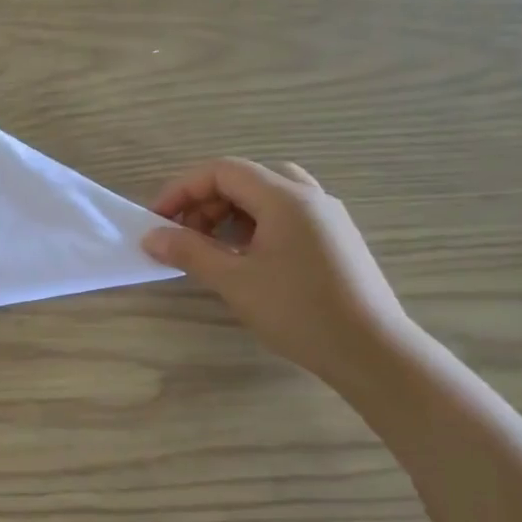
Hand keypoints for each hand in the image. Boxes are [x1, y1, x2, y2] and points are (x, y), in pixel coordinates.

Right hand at [142, 158, 411, 387]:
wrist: (370, 350)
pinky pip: (285, 216)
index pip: (223, 171)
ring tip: (211, 248)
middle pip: (245, 179)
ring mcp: (327, 219)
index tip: (158, 220)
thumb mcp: (233, 280)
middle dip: (205, 201)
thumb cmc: (297, 310)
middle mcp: (310, 198)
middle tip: (183, 236)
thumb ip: (189, 252)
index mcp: (286, 199)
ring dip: (229, 213)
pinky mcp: (334, 241)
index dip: (183, 189)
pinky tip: (244, 259)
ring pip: (267, 196)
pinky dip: (254, 226)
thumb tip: (151, 236)